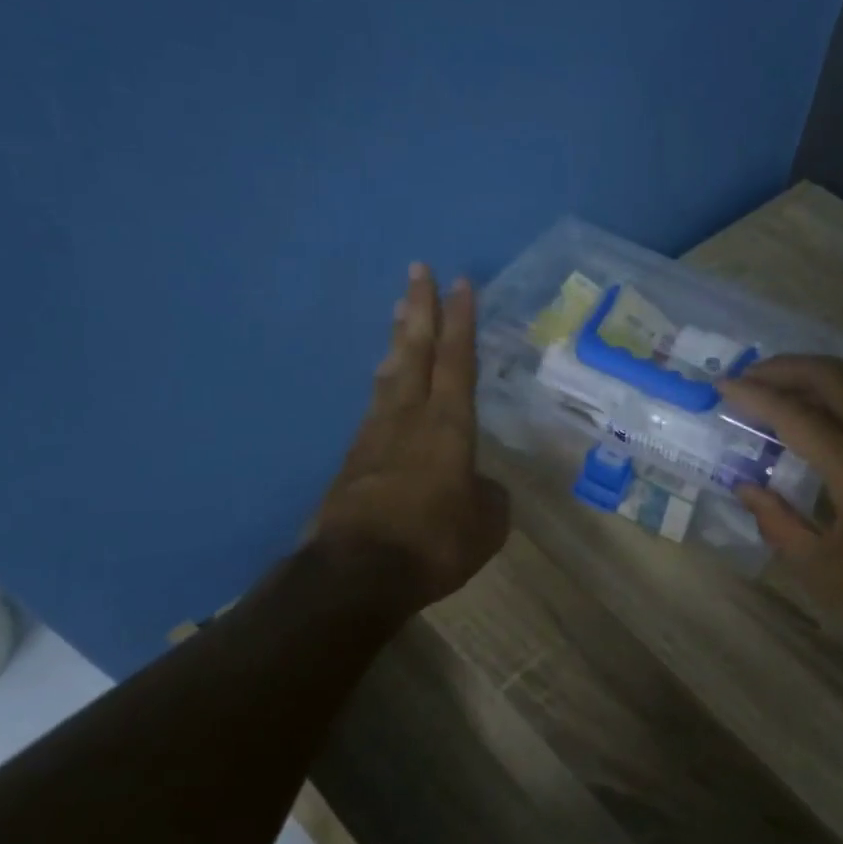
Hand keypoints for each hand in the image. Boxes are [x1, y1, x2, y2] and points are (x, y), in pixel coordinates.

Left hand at [311, 264, 509, 612]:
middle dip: (419, 308)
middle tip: (417, 270)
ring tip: (399, 310)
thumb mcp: (486, 525)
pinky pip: (375, 404)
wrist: (357, 573)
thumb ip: (488, 497)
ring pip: (389, 372)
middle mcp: (409, 417)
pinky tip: (385, 380)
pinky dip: (385, 381)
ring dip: (397, 338)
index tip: (460, 283)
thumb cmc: (434, 542)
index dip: (461, 321)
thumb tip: (479, 487)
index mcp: (449, 426)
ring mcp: (375, 434)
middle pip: (415, 350)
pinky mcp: (354, 458)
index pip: (457, 360)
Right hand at [721, 356, 842, 646]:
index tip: (723, 386)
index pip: (798, 416)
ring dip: (816, 368)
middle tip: (748, 377)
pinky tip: (828, 398)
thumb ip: (778, 523)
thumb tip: (746, 486)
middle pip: (832, 378)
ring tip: (781, 380)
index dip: (756, 397)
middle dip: (784, 368)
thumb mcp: (824, 570)